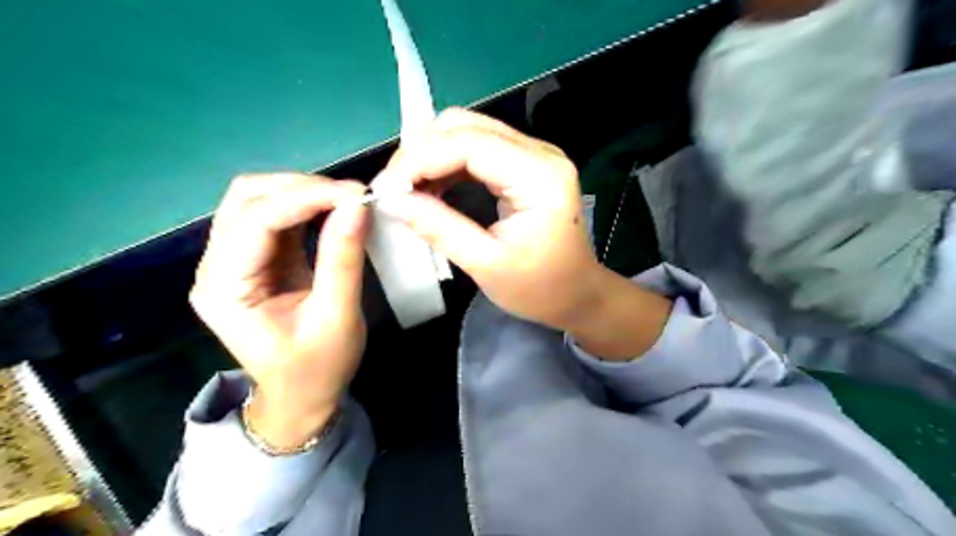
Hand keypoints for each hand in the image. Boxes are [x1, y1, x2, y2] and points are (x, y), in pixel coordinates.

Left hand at [188, 174, 367, 446]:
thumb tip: (357, 206)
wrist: (302, 396)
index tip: (356, 194)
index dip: (307, 197)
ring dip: (304, 193)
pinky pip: (276, 219)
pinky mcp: (257, 260)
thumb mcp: (336, 317)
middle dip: (302, 188)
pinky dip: (307, 208)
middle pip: (247, 198)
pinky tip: (334, 211)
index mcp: (224, 287)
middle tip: (352, 196)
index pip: (257, 220)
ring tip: (347, 201)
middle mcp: (217, 266)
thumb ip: (342, 260)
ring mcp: (234, 261)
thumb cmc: (317, 368)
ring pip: (259, 201)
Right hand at [374, 108, 603, 331]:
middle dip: (421, 152)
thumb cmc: (540, 288)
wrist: (578, 294)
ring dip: (431, 155)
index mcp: (540, 177)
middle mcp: (540, 153)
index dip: (419, 159)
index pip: (468, 144)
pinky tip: (431, 187)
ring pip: (468, 131)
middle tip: (395, 190)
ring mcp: (535, 154)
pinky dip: (447, 163)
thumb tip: (392, 201)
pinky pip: (478, 148)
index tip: (385, 188)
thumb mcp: (487, 266)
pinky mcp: (526, 164)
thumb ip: (440, 228)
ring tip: (408, 191)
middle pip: (466, 126)